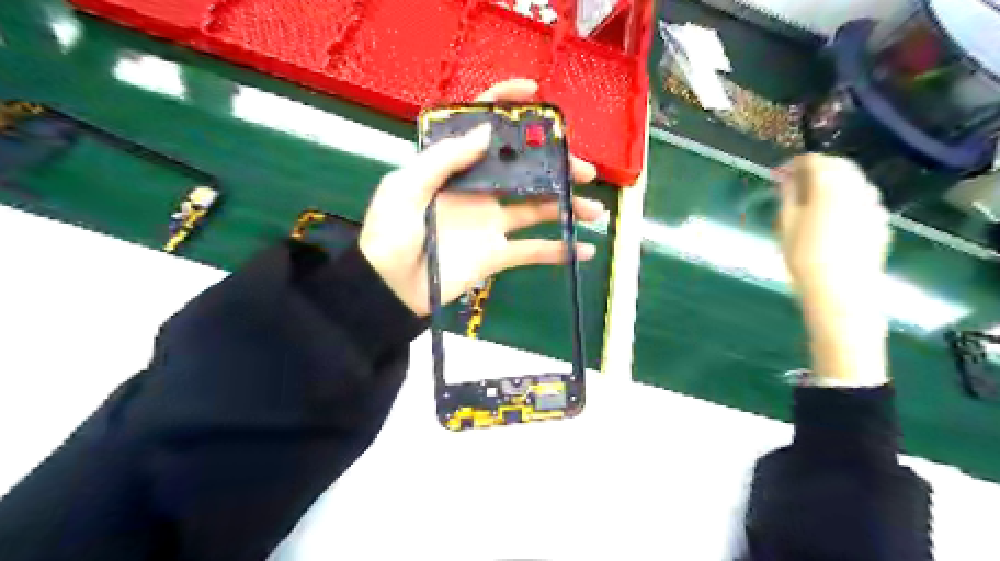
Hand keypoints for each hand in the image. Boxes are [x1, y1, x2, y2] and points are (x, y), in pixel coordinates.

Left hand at [363, 80, 603, 316]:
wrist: (389, 288)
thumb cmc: (389, 234)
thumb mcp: (405, 189)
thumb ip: (442, 160)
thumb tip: (486, 134)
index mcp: (453, 168)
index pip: (481, 128)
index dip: (506, 106)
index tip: (535, 93)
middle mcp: (478, 189)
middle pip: (523, 168)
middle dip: (556, 164)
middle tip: (583, 170)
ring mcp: (490, 222)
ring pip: (536, 207)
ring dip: (567, 207)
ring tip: (594, 210)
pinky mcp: (496, 254)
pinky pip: (533, 250)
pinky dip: (559, 250)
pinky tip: (585, 250)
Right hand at [776, 153, 893, 385]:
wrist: (841, 292)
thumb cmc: (804, 258)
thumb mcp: (786, 225)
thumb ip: (788, 196)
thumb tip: (787, 178)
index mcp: (830, 187)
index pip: (815, 161)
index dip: (797, 163)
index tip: (782, 172)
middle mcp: (856, 189)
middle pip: (841, 166)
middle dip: (820, 167)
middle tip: (798, 180)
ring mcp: (873, 205)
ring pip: (856, 181)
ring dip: (837, 180)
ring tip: (816, 195)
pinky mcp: (881, 222)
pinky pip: (865, 199)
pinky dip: (850, 196)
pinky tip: (836, 212)